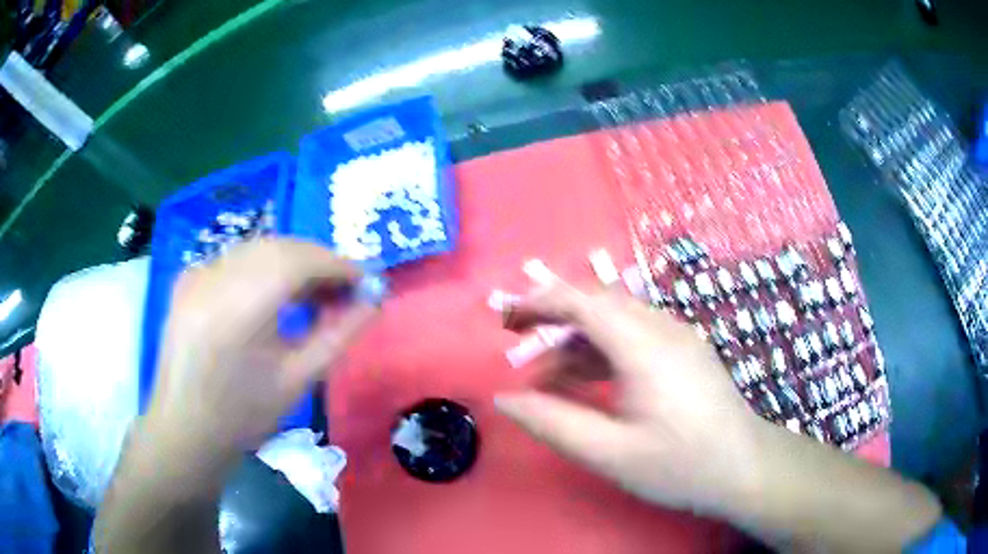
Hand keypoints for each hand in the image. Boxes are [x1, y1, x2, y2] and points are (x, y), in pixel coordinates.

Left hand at [147, 239, 377, 460]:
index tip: (365, 280)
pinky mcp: (189, 278)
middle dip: (317, 261)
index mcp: (238, 307)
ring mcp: (197, 273)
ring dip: (292, 262)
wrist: (185, 429)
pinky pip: (236, 258)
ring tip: (314, 293)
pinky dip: (264, 267)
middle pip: (278, 247)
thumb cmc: (243, 416)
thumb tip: (373, 301)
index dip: (336, 264)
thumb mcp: (297, 380)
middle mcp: (214, 277)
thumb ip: (338, 335)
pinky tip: (275, 294)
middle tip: (344, 289)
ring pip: (257, 248)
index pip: (297, 260)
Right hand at [495, 274, 763, 517]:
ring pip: (617, 321)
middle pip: (600, 305)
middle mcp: (664, 329)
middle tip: (520, 350)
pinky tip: (589, 382)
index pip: (584, 302)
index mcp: (645, 347)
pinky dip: (604, 352)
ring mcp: (679, 338)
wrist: (745, 469)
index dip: (540, 303)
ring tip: (548, 380)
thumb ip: (553, 423)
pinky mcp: (685, 352)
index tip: (506, 320)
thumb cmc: (680, 465)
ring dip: (578, 342)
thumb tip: (505, 400)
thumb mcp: (609, 453)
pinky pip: (636, 337)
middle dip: (555, 321)